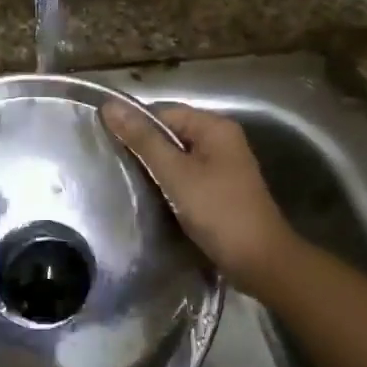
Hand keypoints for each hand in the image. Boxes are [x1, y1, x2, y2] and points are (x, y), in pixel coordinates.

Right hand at [101, 102, 296, 299]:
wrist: (259, 260)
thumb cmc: (218, 211)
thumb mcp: (176, 173)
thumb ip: (143, 140)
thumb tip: (110, 106)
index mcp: (215, 127)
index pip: (163, 113)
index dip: (135, 126)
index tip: (107, 145)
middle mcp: (221, 140)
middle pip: (170, 133)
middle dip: (143, 148)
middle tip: (114, 166)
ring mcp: (222, 166)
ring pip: (177, 157)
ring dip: (154, 168)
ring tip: (127, 182)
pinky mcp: (219, 189)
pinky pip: (186, 176)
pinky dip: (168, 183)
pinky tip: (151, 197)